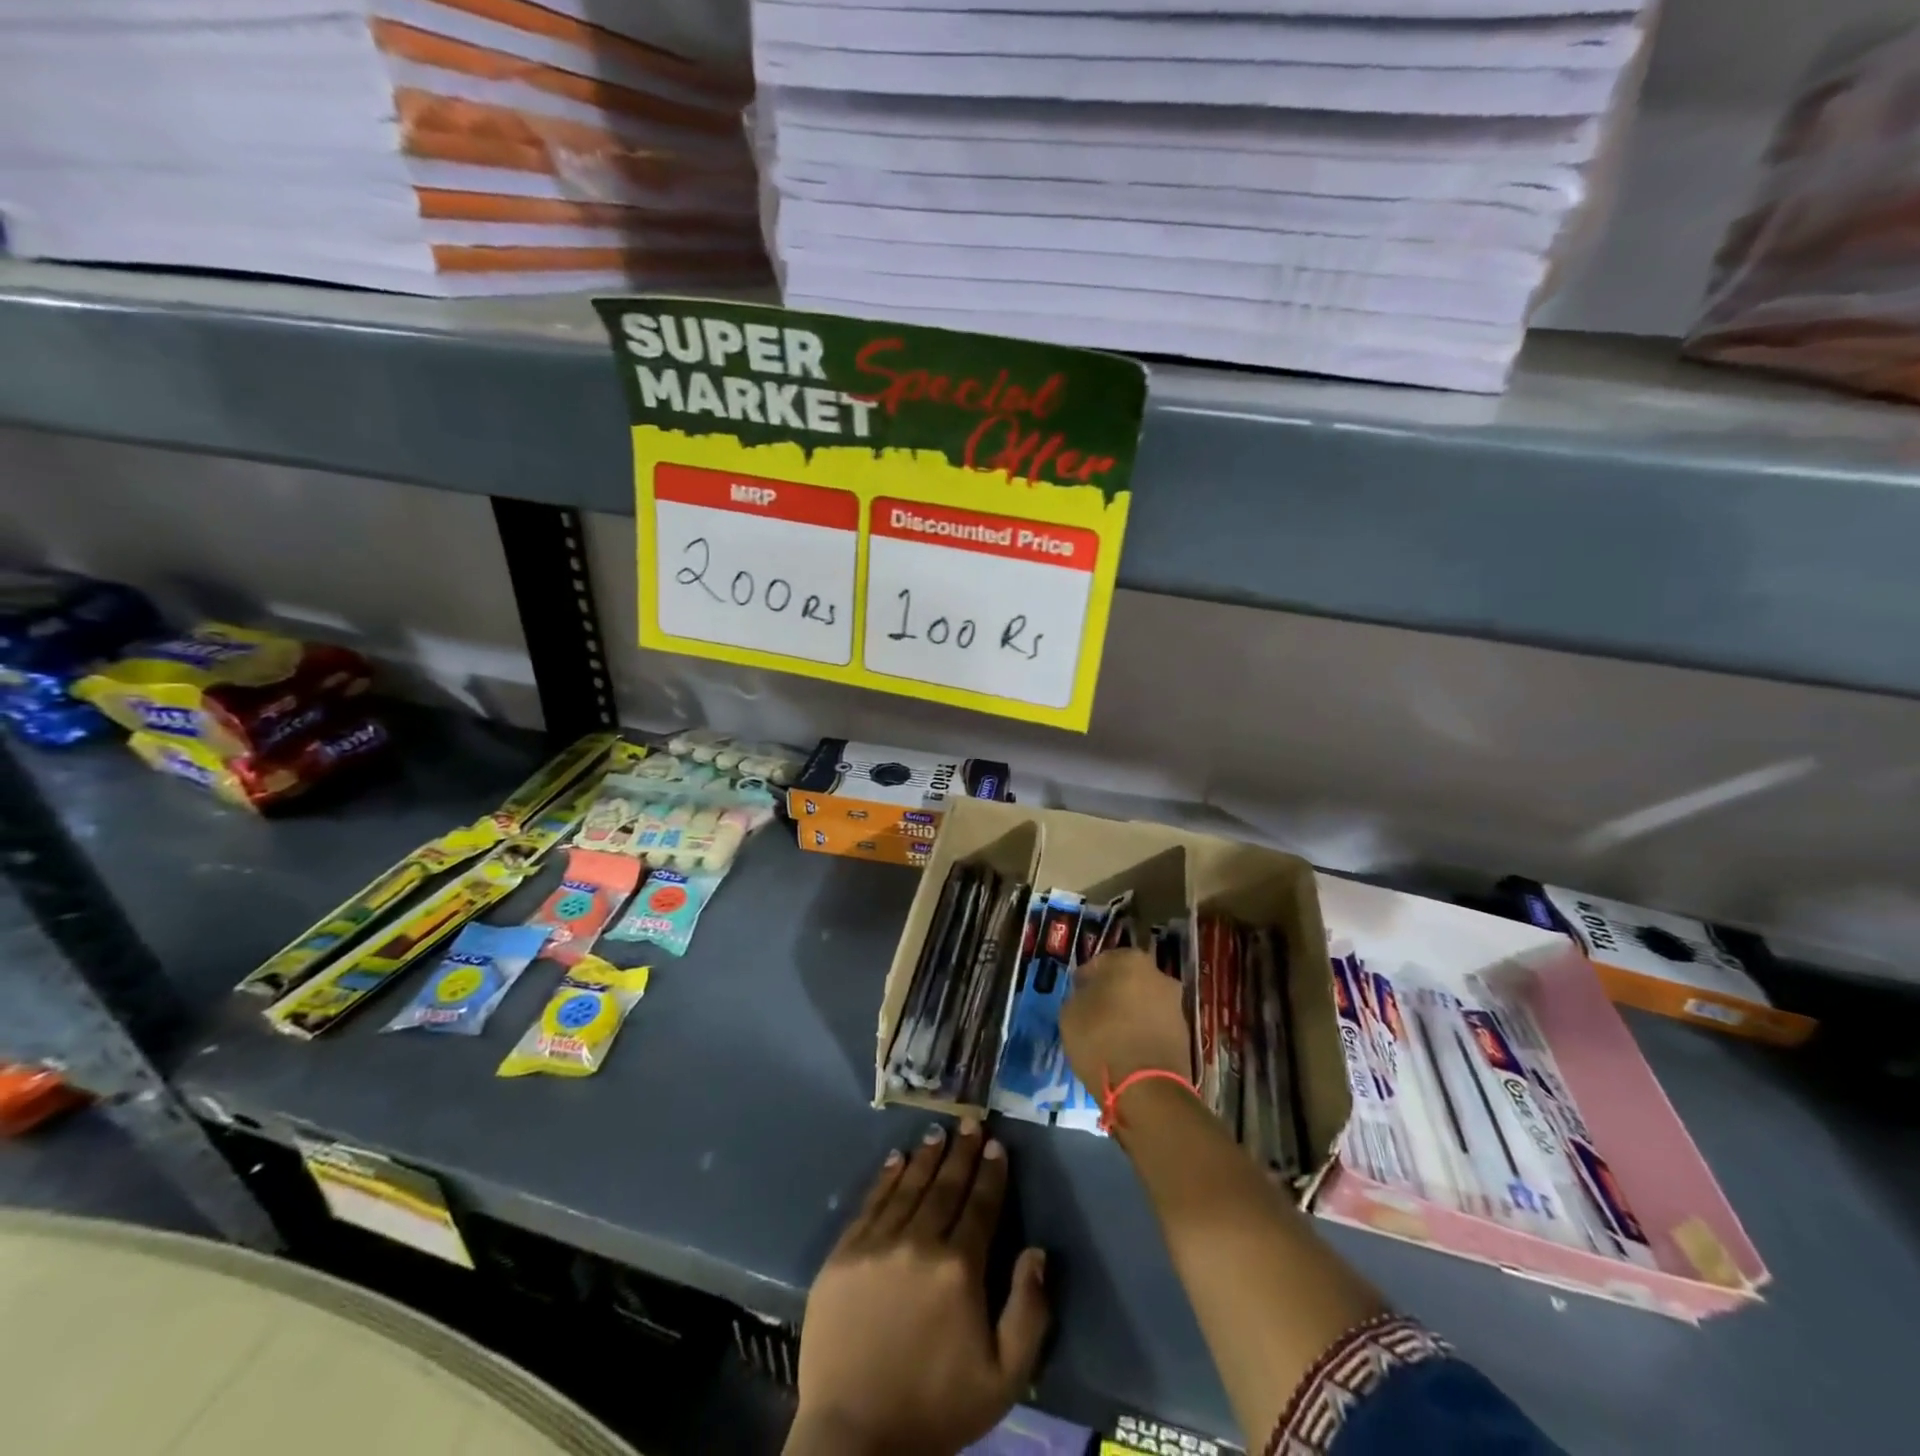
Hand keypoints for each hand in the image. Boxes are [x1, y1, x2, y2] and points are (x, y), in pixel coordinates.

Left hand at [787, 1120, 1049, 1455]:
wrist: (854, 1439)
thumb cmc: (936, 1408)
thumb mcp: (1003, 1378)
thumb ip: (1028, 1312)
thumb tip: (1037, 1252)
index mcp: (959, 1269)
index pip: (981, 1205)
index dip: (991, 1173)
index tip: (997, 1144)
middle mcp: (919, 1243)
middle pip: (946, 1186)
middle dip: (962, 1152)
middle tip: (971, 1121)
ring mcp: (877, 1244)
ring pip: (908, 1187)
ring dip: (927, 1157)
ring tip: (939, 1133)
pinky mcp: (844, 1254)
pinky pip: (871, 1203)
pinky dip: (886, 1178)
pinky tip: (896, 1159)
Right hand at [1060, 948, 1191, 1092]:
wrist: (1146, 1089)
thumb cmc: (1101, 1040)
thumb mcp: (1070, 1012)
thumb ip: (1080, 994)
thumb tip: (1090, 994)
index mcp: (1130, 960)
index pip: (1100, 963)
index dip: (1086, 981)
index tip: (1078, 999)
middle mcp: (1158, 974)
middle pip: (1127, 980)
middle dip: (1113, 993)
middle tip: (1095, 1016)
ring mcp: (1175, 1004)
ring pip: (1144, 1002)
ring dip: (1130, 1013)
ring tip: (1112, 1037)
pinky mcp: (1184, 1033)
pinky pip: (1155, 1025)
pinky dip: (1143, 1032)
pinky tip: (1128, 1050)